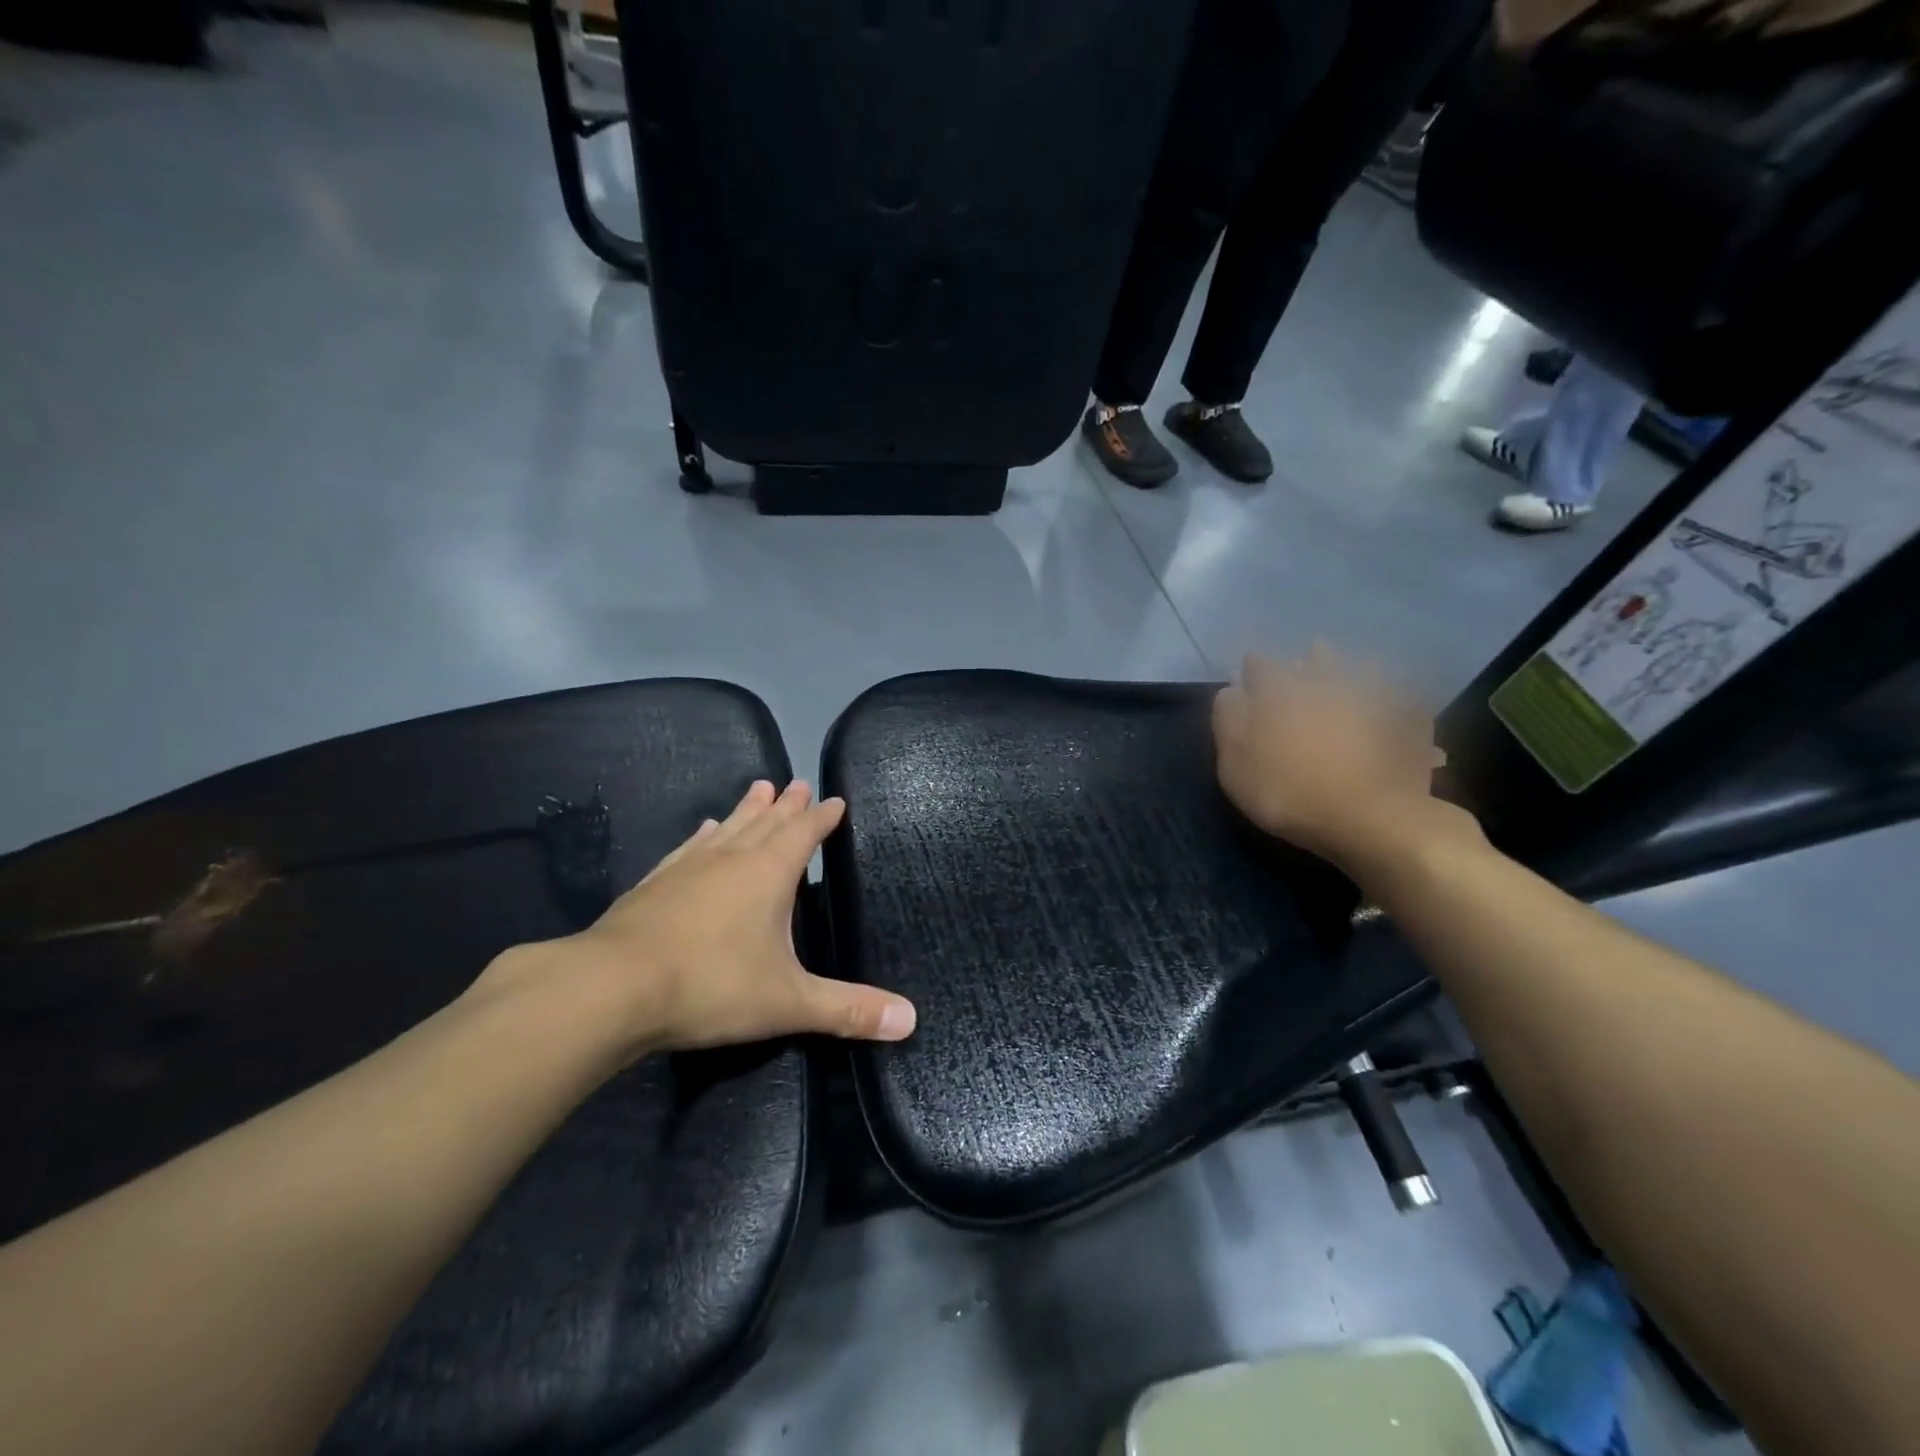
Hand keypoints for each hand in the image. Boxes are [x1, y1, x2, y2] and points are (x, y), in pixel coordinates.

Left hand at [471, 780, 915, 1063]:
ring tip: (758, 787)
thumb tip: (911, 1021)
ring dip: (746, 809)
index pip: (804, 834)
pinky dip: (703, 836)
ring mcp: (688, 867)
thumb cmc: (711, 986)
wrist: (612, 988)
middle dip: (786, 805)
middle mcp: (731, 859)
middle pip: (766, 821)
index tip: (834, 799)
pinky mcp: (654, 884)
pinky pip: (689, 848)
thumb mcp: (788, 1002)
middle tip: (796, 783)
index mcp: (768, 874)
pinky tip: (703, 830)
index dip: (822, 818)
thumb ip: (848, 1010)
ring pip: (728, 828)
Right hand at [1213, 646, 1476, 874]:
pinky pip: (1400, 698)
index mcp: (1279, 689)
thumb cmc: (1287, 791)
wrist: (1370, 818)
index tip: (1247, 681)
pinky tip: (1389, 710)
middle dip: (1305, 663)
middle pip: (1314, 658)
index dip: (1251, 671)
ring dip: (1350, 672)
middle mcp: (1326, 680)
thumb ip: (1228, 720)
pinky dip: (1392, 699)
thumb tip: (1231, 690)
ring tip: (1346, 684)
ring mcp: (1372, 695)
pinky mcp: (1409, 718)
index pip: (1259, 665)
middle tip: (1301, 672)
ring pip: (1360, 669)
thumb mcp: (1234, 764)